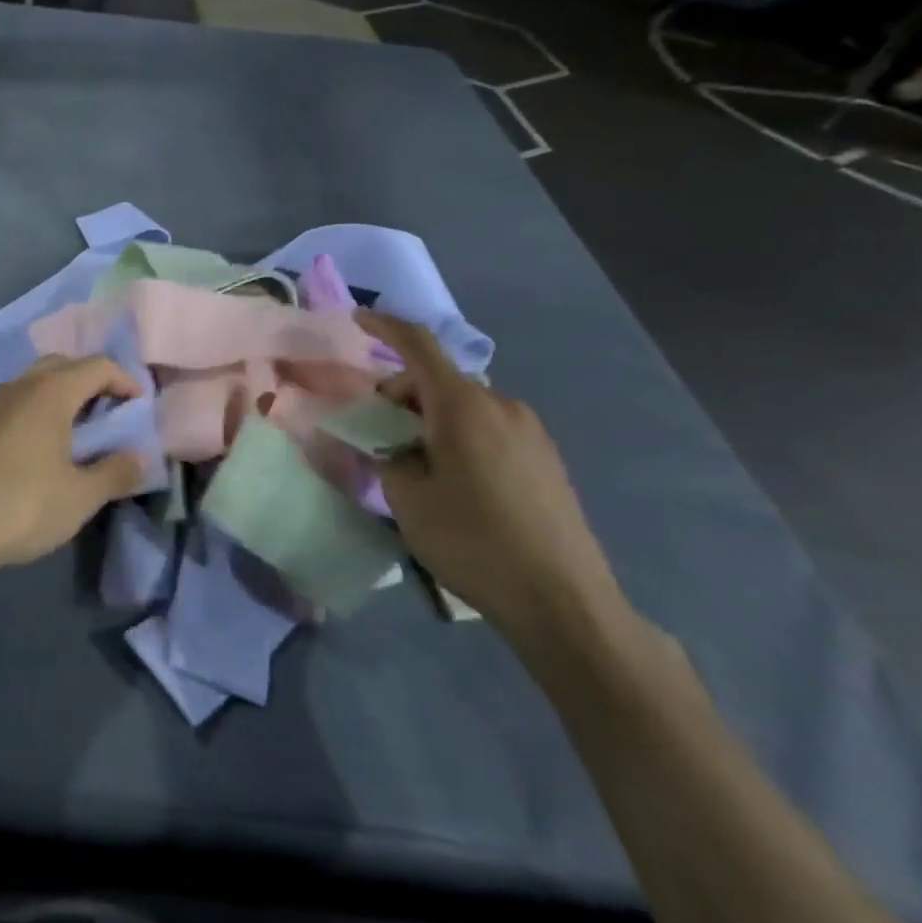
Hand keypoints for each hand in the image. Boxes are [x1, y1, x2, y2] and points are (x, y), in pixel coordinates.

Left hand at [0, 356, 147, 571]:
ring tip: (80, 432)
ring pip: (37, 380)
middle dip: (93, 382)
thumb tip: (143, 458)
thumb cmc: (23, 507)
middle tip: (111, 414)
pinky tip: (43, 446)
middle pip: (65, 364)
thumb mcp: (81, 496)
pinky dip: (39, 408)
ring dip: (64, 394)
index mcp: (51, 392)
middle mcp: (21, 384)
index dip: (126, 381)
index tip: (140, 408)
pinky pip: (17, 399)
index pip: (98, 365)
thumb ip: (117, 472)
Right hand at [359, 313, 627, 648]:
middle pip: (438, 378)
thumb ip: (388, 457)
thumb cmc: (473, 542)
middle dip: (401, 393)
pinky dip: (459, 434)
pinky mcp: (545, 458)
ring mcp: (530, 431)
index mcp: (462, 406)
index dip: (384, 326)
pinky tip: (453, 479)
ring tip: (414, 462)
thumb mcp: (408, 500)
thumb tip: (390, 445)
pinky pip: (489, 427)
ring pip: (464, 404)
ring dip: (430, 417)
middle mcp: (500, 405)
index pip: (418, 345)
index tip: (356, 320)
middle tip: (376, 431)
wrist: (565, 602)